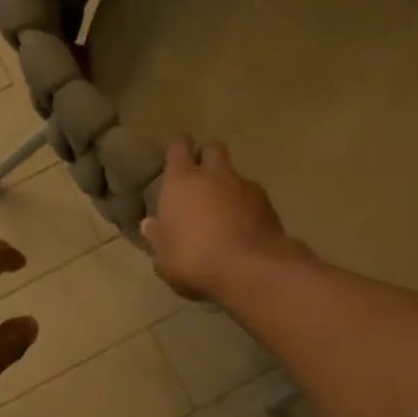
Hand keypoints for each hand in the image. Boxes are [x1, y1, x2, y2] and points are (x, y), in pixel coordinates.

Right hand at [141, 137, 297, 301]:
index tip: (176, 158)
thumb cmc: (193, 260)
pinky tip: (243, 227)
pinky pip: (253, 196)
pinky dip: (247, 206)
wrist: (249, 269)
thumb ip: (157, 238)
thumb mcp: (164, 258)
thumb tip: (150, 225)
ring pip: (235, 174)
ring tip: (223, 211)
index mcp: (181, 182)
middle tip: (201, 179)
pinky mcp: (267, 203)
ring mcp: (244, 186)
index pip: (178, 147)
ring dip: (228, 186)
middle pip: (213, 149)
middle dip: (207, 157)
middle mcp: (214, 175)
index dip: (178, 149)